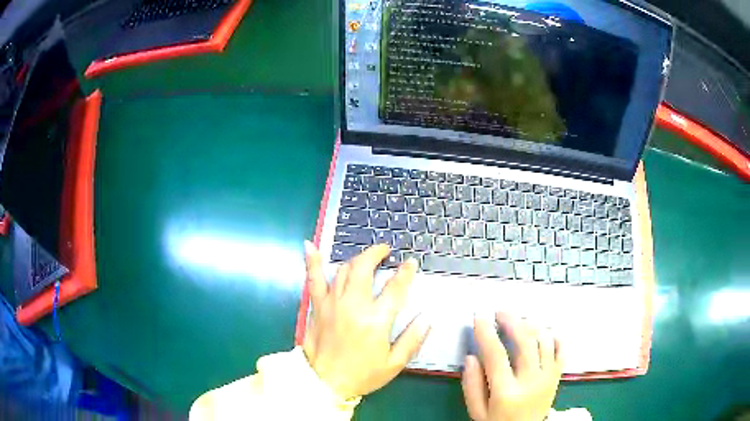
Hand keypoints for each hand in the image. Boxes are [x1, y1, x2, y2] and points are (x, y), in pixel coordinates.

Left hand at [302, 242, 430, 398]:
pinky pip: (313, 280)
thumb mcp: (394, 364)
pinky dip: (312, 262)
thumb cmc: (362, 375)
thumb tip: (426, 318)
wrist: (324, 382)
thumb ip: (412, 340)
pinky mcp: (316, 306)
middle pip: (364, 268)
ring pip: (344, 270)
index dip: (405, 272)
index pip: (395, 288)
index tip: (411, 263)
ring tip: (366, 256)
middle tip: (385, 251)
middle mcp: (353, 305)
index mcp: (376, 320)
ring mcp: (332, 303)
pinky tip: (310, 246)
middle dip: (376, 253)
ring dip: (357, 258)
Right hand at [462, 313, 562, 420]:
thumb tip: (471, 357)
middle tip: (500, 312)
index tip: (479, 318)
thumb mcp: (477, 412)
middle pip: (525, 342)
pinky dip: (554, 337)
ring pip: (544, 341)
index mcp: (506, 392)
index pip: (496, 356)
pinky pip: (561, 350)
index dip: (487, 334)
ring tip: (519, 320)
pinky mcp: (557, 376)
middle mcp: (531, 381)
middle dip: (511, 321)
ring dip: (531, 326)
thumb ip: (472, 386)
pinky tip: (544, 332)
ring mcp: (548, 377)